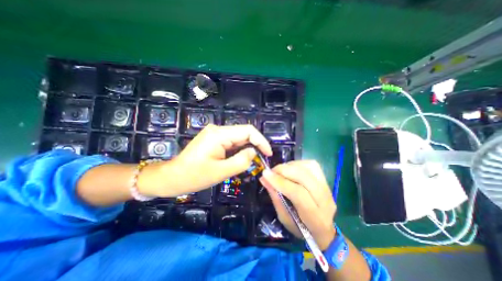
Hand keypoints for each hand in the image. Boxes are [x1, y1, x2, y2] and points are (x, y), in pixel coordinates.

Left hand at [137, 125, 272, 196]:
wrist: (172, 177)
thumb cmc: (193, 176)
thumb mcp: (221, 172)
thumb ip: (241, 161)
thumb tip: (254, 152)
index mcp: (219, 135)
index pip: (248, 131)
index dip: (261, 141)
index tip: (268, 154)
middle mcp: (218, 130)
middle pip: (244, 133)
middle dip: (255, 145)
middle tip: (262, 160)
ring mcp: (215, 134)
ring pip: (238, 138)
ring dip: (247, 148)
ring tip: (253, 161)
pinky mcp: (214, 139)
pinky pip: (232, 142)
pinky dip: (239, 150)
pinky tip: (241, 159)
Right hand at [258, 160, 336, 249]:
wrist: (324, 230)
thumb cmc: (301, 228)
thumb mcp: (284, 218)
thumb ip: (275, 197)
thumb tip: (264, 179)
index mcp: (315, 217)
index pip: (298, 193)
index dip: (280, 182)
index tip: (265, 174)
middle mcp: (325, 200)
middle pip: (304, 177)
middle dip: (284, 170)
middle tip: (271, 171)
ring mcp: (328, 187)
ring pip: (309, 167)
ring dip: (290, 166)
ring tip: (280, 170)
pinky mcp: (326, 179)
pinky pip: (312, 165)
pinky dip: (298, 164)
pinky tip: (290, 169)